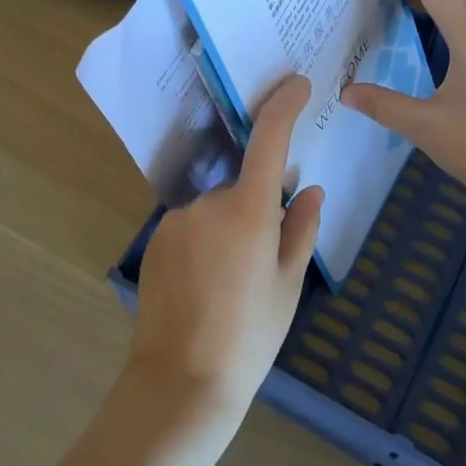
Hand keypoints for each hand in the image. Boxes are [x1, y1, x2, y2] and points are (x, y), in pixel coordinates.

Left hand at [128, 75, 324, 426]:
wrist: (181, 380)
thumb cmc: (249, 335)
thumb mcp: (288, 284)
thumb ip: (300, 229)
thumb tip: (308, 191)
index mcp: (248, 211)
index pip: (268, 140)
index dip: (284, 106)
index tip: (298, 85)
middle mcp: (207, 203)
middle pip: (242, 189)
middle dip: (256, 213)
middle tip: (262, 266)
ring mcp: (176, 220)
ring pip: (216, 212)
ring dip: (228, 232)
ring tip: (230, 287)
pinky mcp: (156, 239)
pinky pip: (192, 228)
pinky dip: (204, 245)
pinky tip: (204, 288)